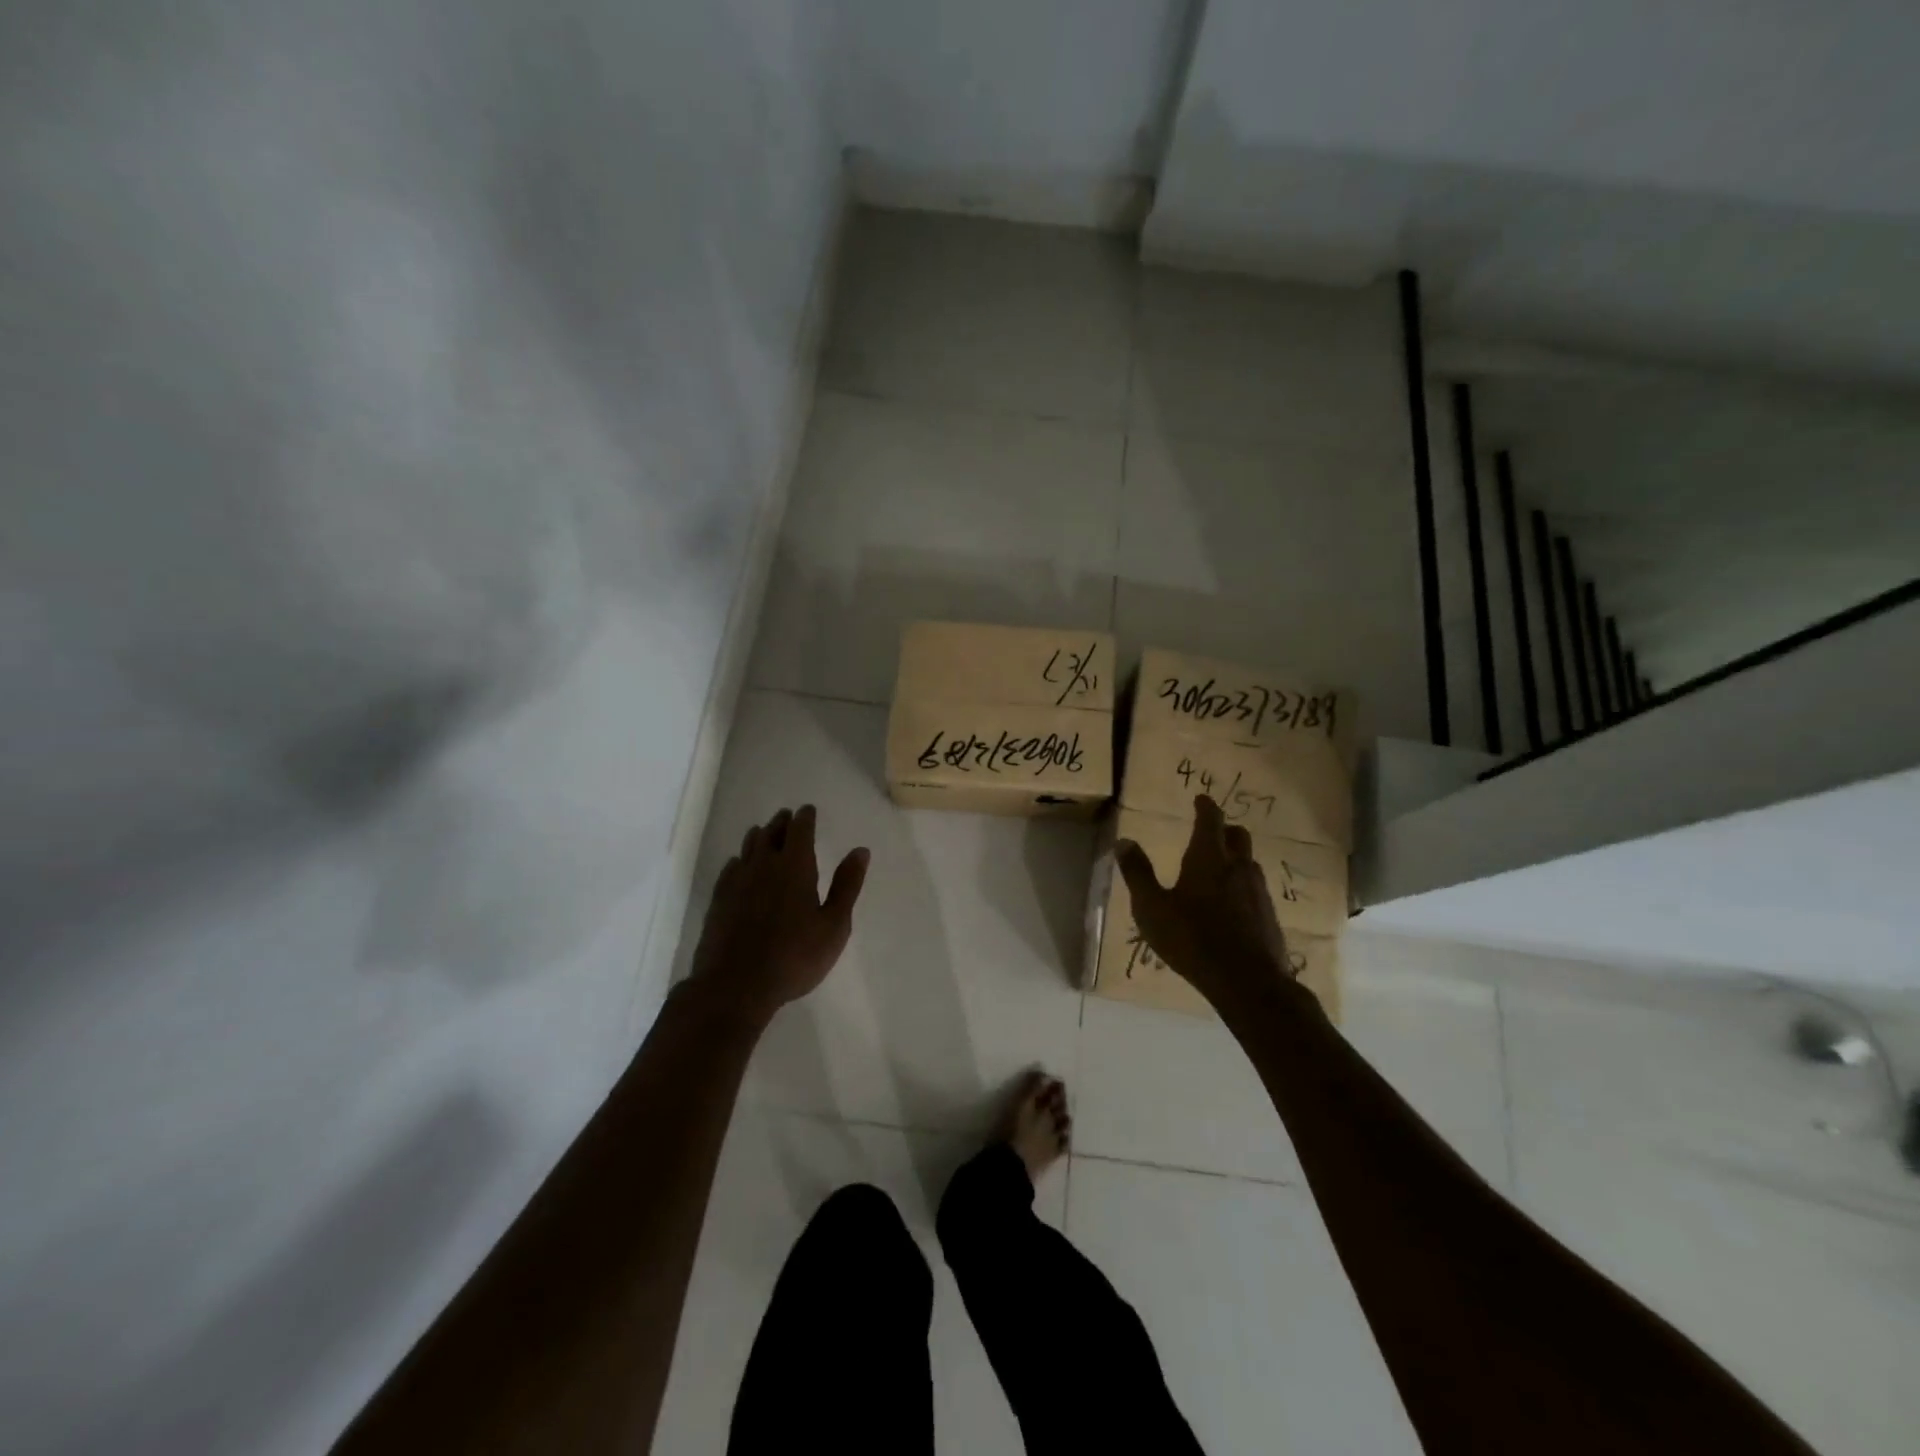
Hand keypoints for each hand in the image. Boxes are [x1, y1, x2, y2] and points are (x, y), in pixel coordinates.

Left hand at [686, 805, 869, 1025]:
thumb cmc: (794, 956)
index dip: (805, 817)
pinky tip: (740, 866)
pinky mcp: (719, 899)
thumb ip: (847, 885)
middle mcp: (764, 865)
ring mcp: (737, 881)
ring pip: (749, 847)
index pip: (800, 829)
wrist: (735, 985)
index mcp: (795, 866)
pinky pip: (731, 867)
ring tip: (765, 834)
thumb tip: (861, 850)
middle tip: (788, 817)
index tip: (808, 810)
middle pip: (772, 832)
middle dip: (783, 822)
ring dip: (760, 836)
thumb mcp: (833, 925)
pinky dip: (740, 859)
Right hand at [1115, 795, 1308, 1016]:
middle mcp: (1238, 866)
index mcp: (1208, 858)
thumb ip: (1138, 873)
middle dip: (1224, 829)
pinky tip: (1231, 904)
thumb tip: (1124, 841)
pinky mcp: (1269, 915)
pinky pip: (1255, 888)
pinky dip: (1242, 885)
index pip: (1210, 819)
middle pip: (1238, 835)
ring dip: (1235, 858)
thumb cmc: (1192, 939)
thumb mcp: (1152, 907)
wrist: (1248, 981)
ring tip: (1218, 870)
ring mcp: (1258, 891)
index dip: (1205, 806)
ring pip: (1249, 862)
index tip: (1201, 799)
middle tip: (1210, 833)